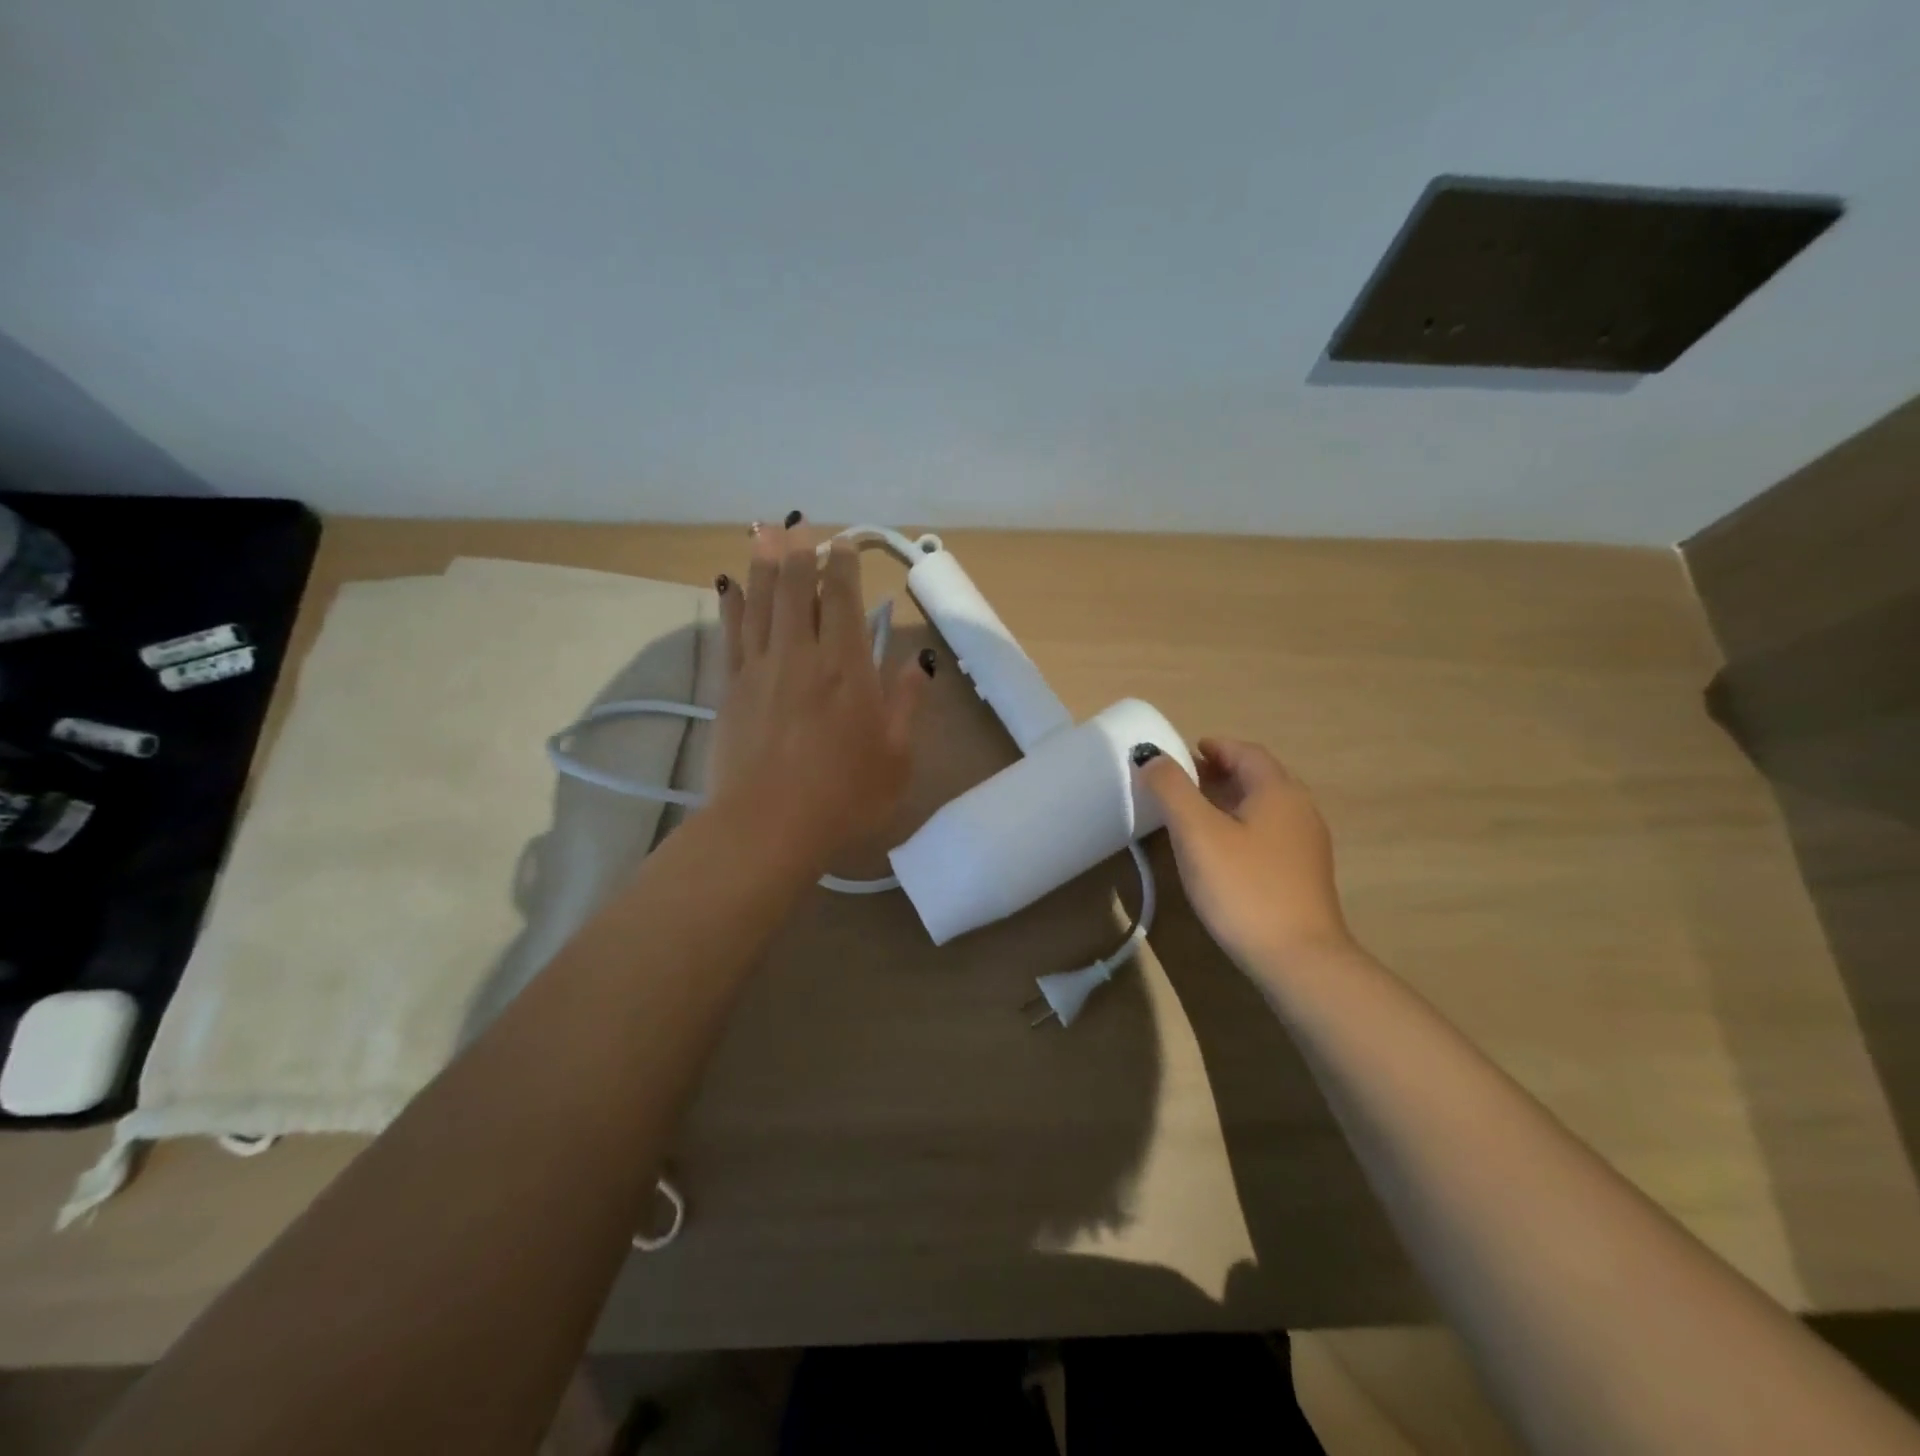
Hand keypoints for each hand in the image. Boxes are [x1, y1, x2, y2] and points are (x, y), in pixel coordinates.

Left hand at [710, 517, 930, 871]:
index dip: (841, 564)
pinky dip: (732, 605)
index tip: (842, 543)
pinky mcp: (730, 690)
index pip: (841, 599)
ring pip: (760, 602)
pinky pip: (731, 635)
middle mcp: (801, 655)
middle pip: (794, 589)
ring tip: (762, 532)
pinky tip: (730, 586)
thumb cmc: (844, 797)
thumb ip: (907, 704)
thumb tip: (917, 664)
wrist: (768, 828)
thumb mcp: (897, 757)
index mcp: (846, 668)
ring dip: (762, 564)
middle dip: (797, 551)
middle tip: (797, 524)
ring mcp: (760, 670)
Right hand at [1137, 737, 1352, 968]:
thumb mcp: (1197, 832)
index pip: (1245, 752)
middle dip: (1218, 772)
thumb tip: (1150, 755)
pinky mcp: (1304, 873)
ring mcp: (1306, 843)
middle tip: (1180, 783)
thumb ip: (1171, 788)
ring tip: (1193, 815)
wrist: (1298, 959)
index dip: (1213, 747)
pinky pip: (1269, 833)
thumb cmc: (1243, 887)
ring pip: (1263, 806)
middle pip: (1257, 776)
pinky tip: (1220, 851)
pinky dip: (1241, 825)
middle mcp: (1300, 808)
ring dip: (1229, 800)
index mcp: (1278, 790)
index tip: (1182, 754)